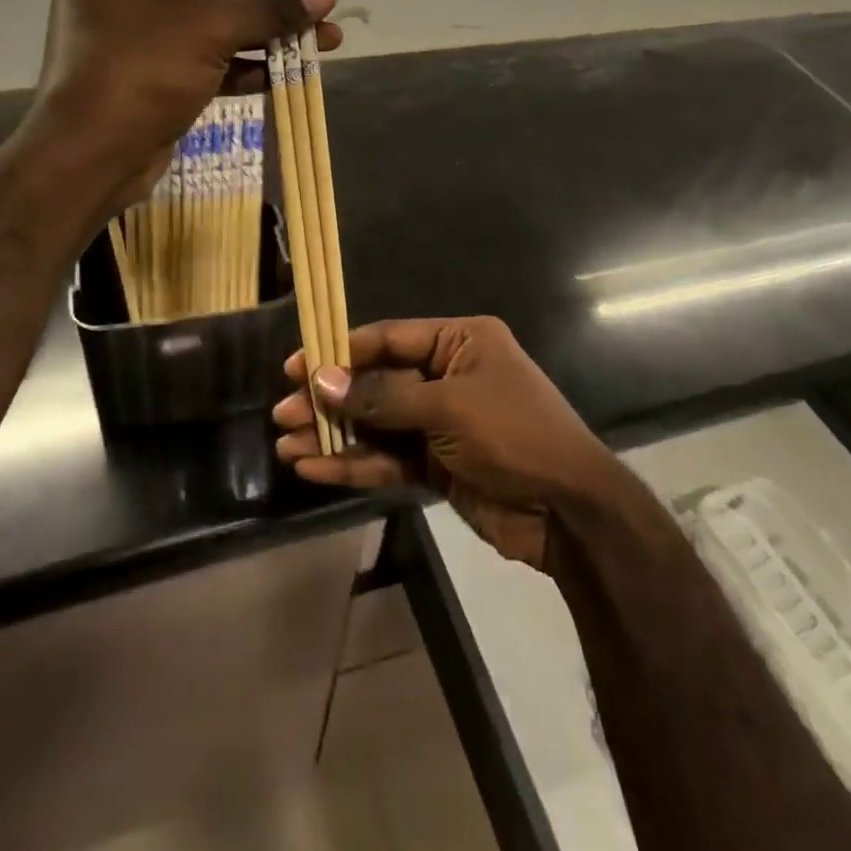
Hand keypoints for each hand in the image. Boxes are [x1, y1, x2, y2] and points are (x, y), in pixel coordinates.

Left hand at [34, 0, 339, 208]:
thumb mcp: (207, 31)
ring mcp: (139, 30)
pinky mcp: (154, 71)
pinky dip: (245, 63)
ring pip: (215, 20)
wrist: (89, 159)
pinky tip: (289, 71)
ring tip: (325, 40)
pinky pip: (208, 55)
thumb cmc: (136, 72)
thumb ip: (269, 7)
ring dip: (267, 32)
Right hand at [273, 317, 617, 570]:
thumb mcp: (448, 407)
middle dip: (330, 401)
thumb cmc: (514, 434)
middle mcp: (447, 376)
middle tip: (282, 414)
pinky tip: (315, 469)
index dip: (340, 352)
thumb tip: (321, 381)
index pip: (389, 339)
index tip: (296, 366)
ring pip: (376, 425)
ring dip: (334, 436)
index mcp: (460, 342)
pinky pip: (388, 459)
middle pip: (376, 383)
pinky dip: (354, 464)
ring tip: (287, 446)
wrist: (569, 511)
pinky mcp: (436, 465)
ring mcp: (440, 423)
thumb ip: (383, 397)